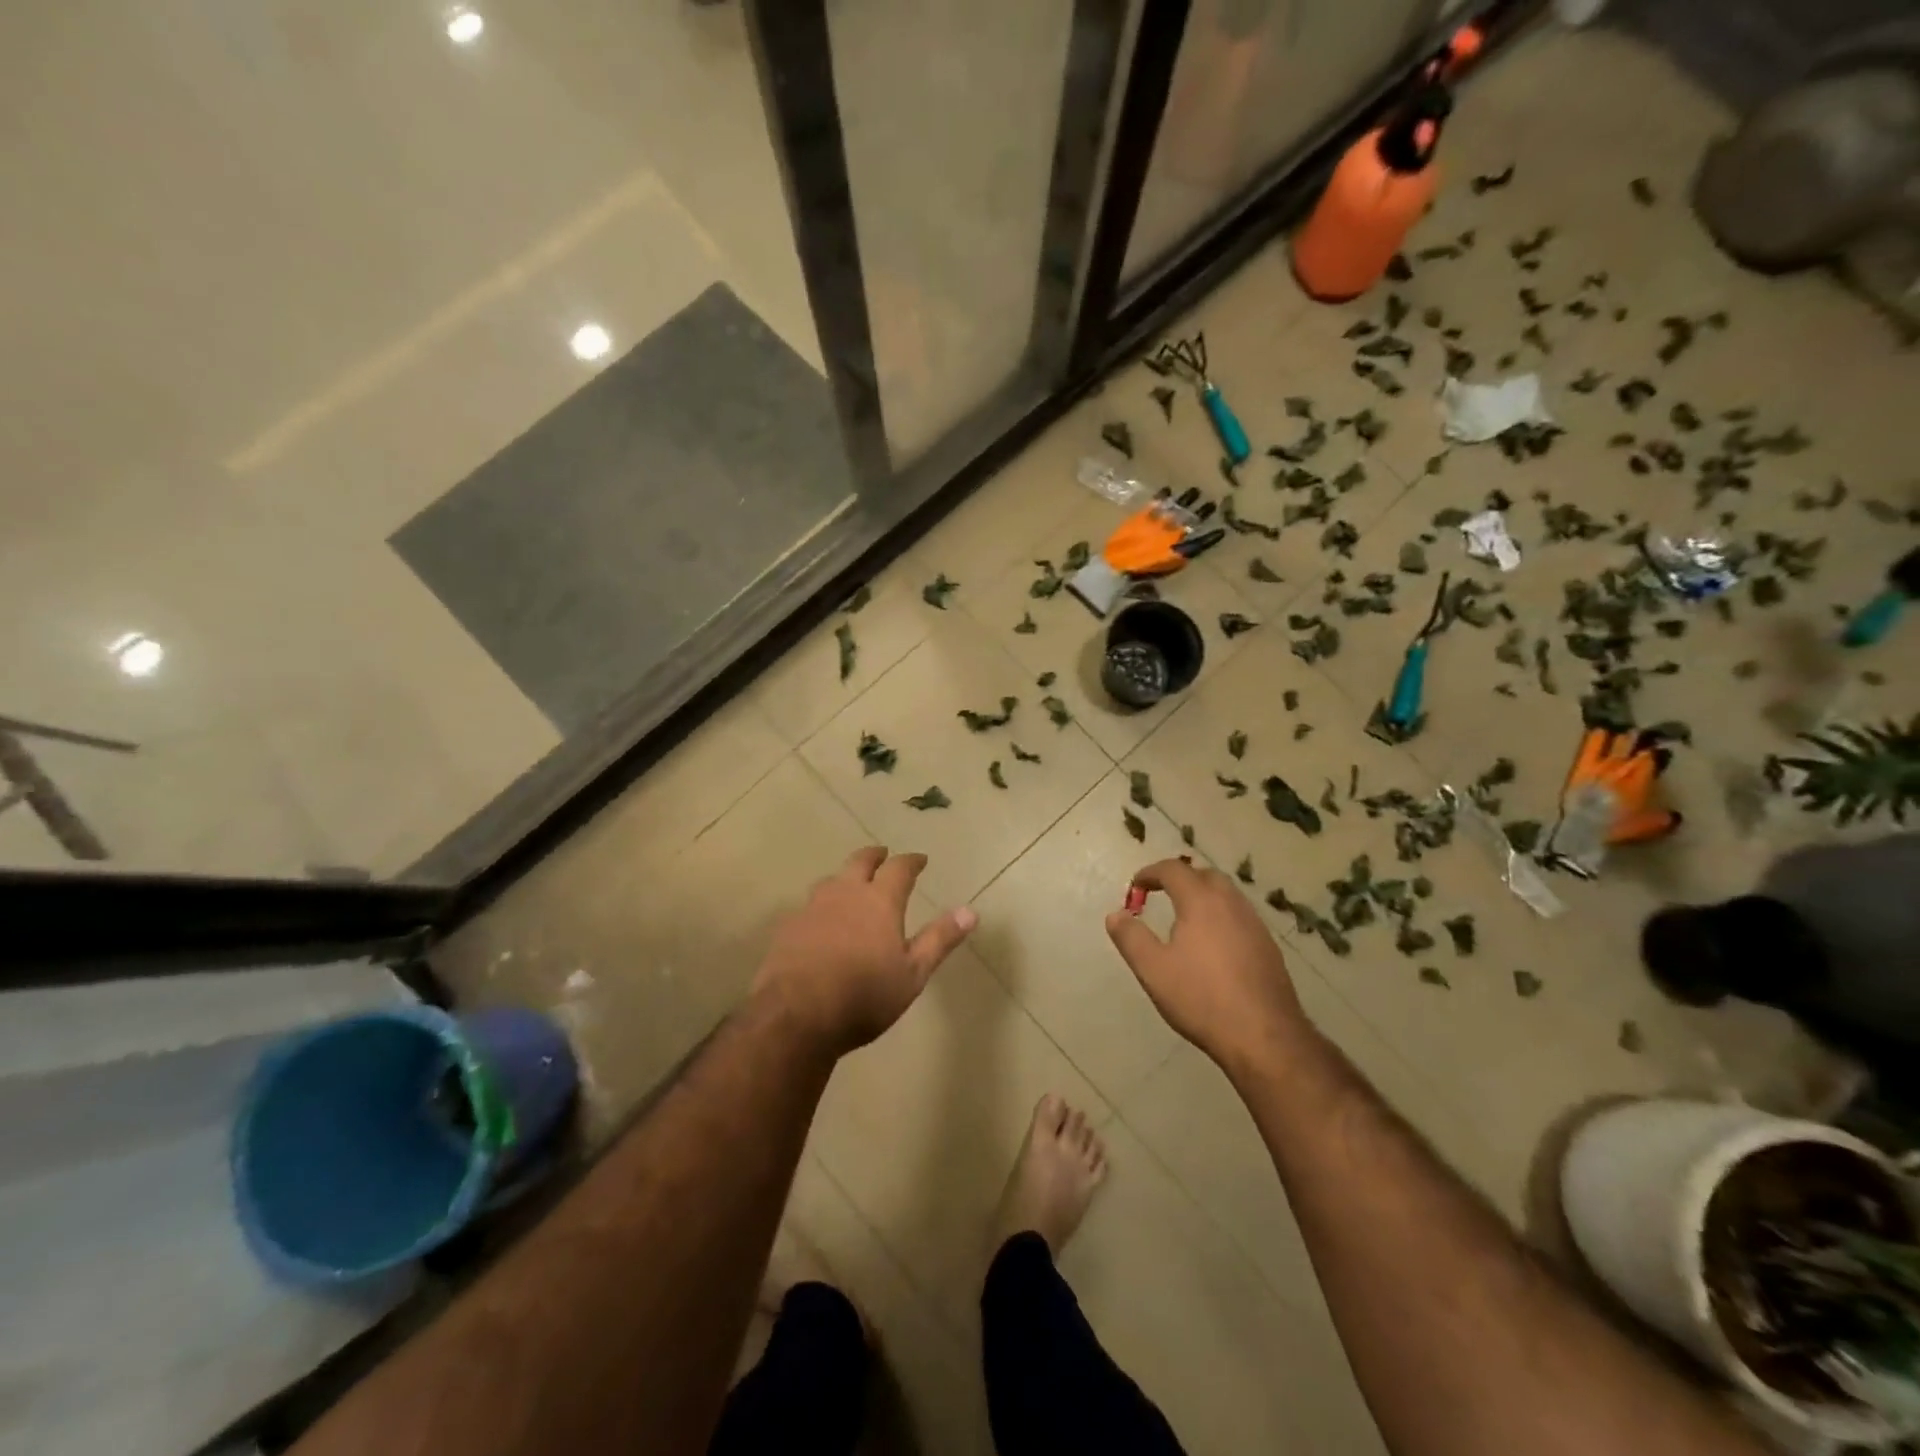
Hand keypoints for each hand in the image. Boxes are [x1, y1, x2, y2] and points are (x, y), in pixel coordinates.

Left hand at [751, 846, 975, 1056]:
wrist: (794, 1016)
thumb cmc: (863, 996)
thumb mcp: (912, 974)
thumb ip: (939, 940)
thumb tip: (970, 911)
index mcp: (879, 901)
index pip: (899, 869)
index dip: (911, 861)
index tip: (920, 859)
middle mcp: (845, 894)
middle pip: (860, 861)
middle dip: (875, 856)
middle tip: (883, 855)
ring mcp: (811, 908)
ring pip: (831, 880)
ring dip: (845, 877)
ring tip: (851, 883)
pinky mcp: (788, 927)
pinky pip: (809, 905)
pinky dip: (821, 905)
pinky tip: (820, 920)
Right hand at [1105, 858, 1308, 1071]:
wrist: (1264, 1037)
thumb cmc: (1201, 998)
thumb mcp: (1152, 969)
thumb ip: (1130, 937)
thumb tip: (1115, 914)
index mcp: (1201, 902)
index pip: (1174, 870)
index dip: (1151, 873)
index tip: (1136, 886)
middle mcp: (1231, 904)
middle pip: (1205, 876)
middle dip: (1181, 879)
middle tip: (1161, 895)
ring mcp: (1255, 925)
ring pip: (1227, 895)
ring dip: (1204, 896)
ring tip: (1185, 919)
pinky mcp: (1269, 947)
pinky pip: (1240, 917)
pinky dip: (1221, 916)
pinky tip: (1213, 945)